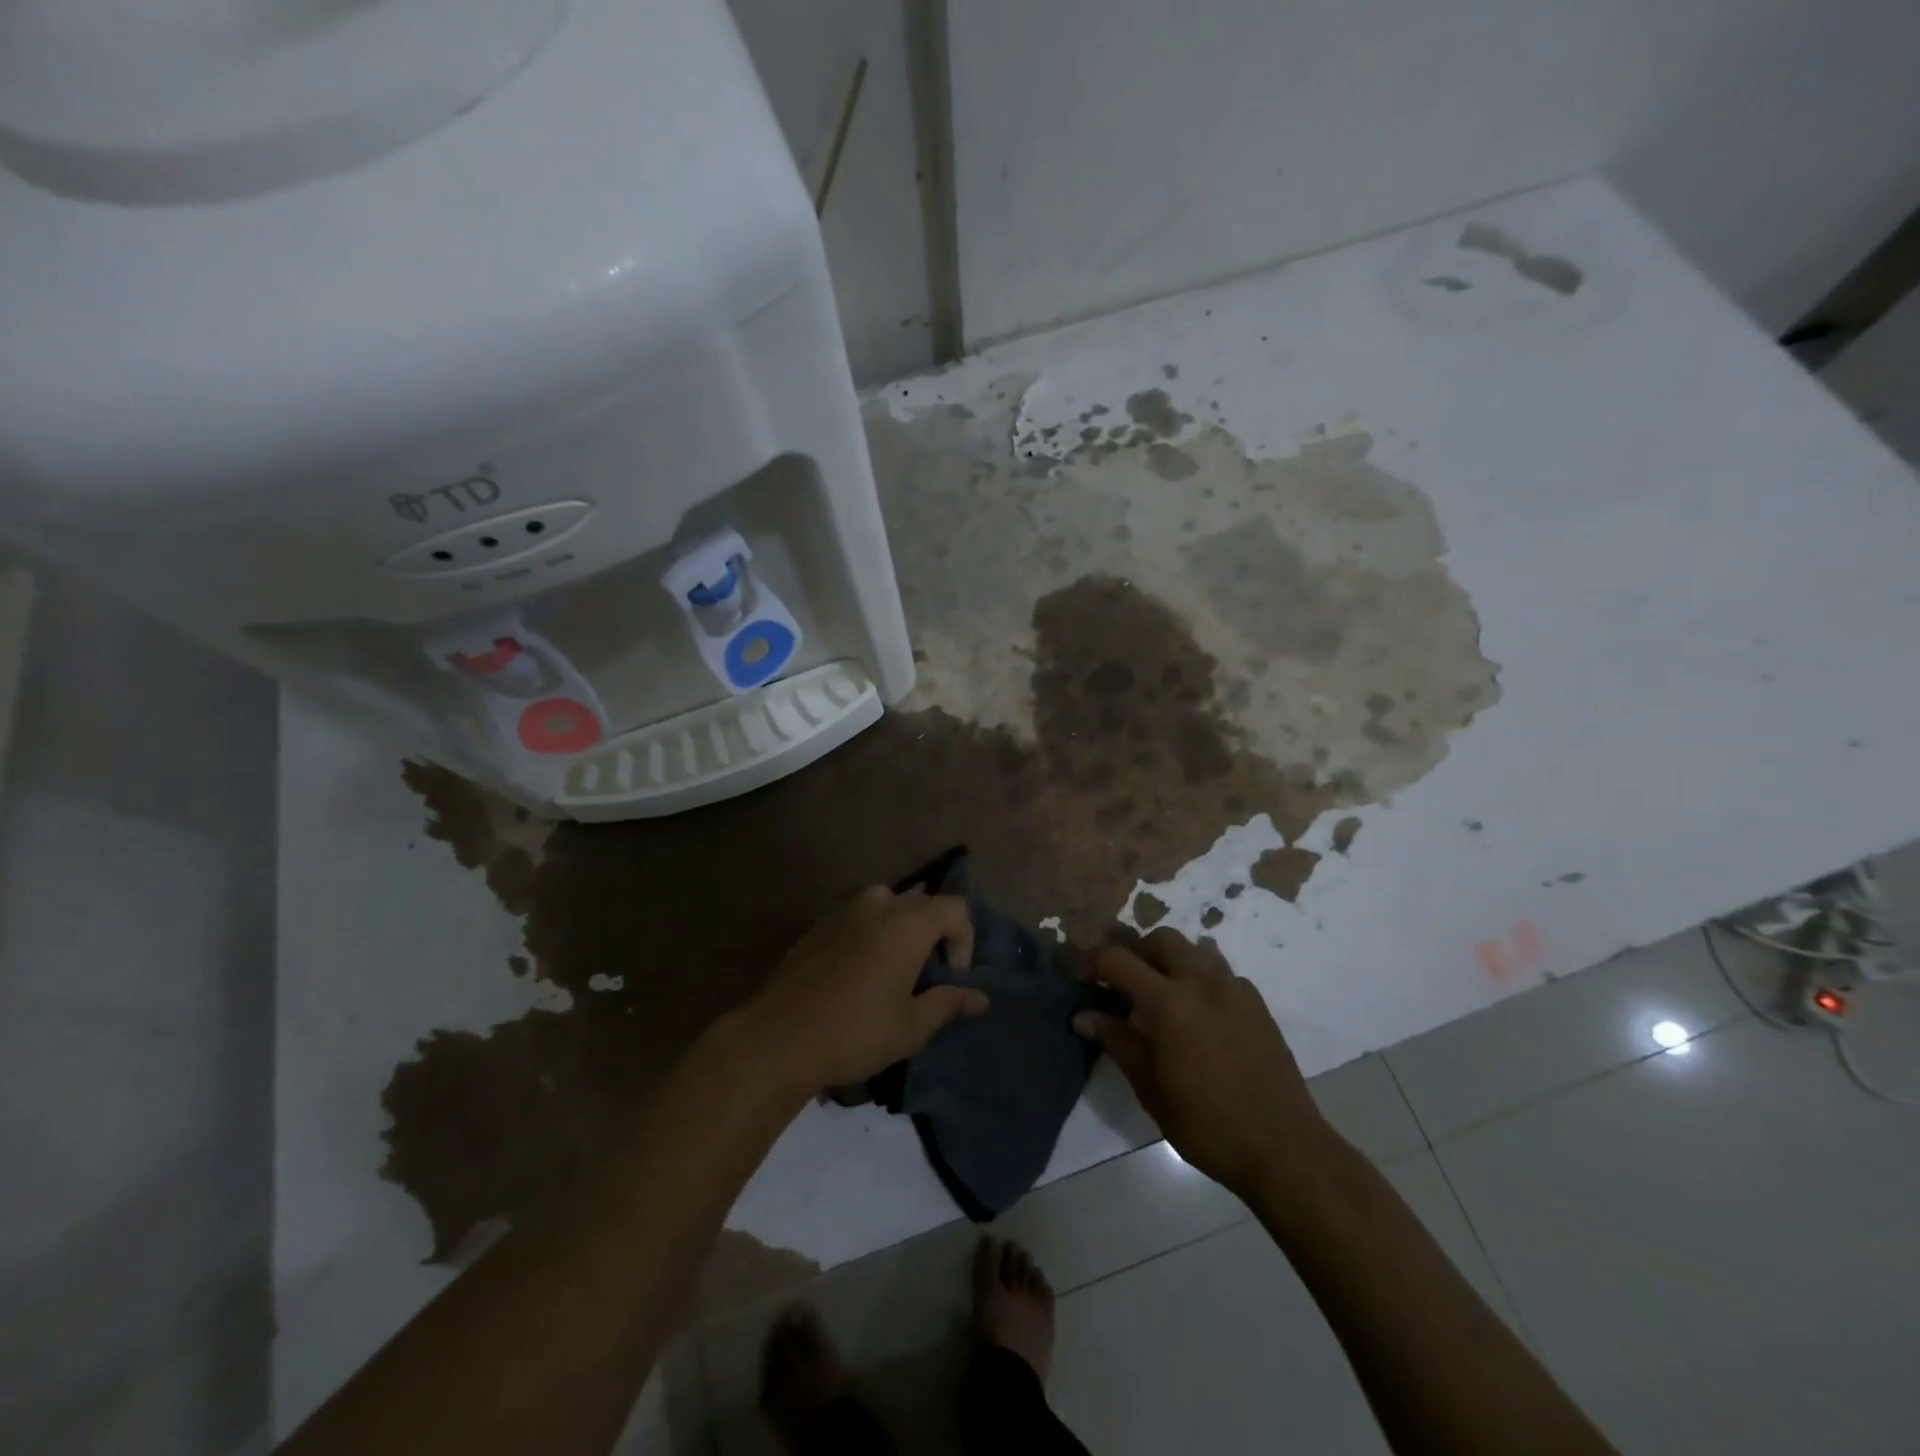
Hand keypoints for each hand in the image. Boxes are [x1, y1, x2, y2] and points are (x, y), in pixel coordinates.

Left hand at [748, 886, 987, 1093]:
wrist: (778, 1038)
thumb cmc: (855, 1032)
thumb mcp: (911, 1027)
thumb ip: (948, 1004)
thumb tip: (980, 997)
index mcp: (907, 922)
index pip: (956, 908)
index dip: (964, 940)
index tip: (951, 978)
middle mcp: (878, 904)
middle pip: (921, 903)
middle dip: (933, 933)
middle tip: (926, 975)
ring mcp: (843, 909)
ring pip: (887, 905)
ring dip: (900, 930)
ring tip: (894, 971)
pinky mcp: (818, 924)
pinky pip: (857, 917)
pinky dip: (870, 934)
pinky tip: (859, 973)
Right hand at [1074, 929, 1330, 1198]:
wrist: (1283, 1147)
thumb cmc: (1206, 1123)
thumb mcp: (1150, 1088)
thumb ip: (1117, 1042)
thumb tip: (1083, 1016)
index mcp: (1167, 1002)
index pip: (1117, 958)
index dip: (1093, 962)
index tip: (1083, 981)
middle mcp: (1200, 981)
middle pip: (1159, 939)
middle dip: (1135, 951)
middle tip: (1123, 984)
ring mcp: (1233, 988)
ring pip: (1194, 948)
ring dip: (1170, 958)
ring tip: (1161, 992)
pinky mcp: (1256, 1002)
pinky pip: (1221, 970)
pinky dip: (1200, 976)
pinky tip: (1199, 1010)